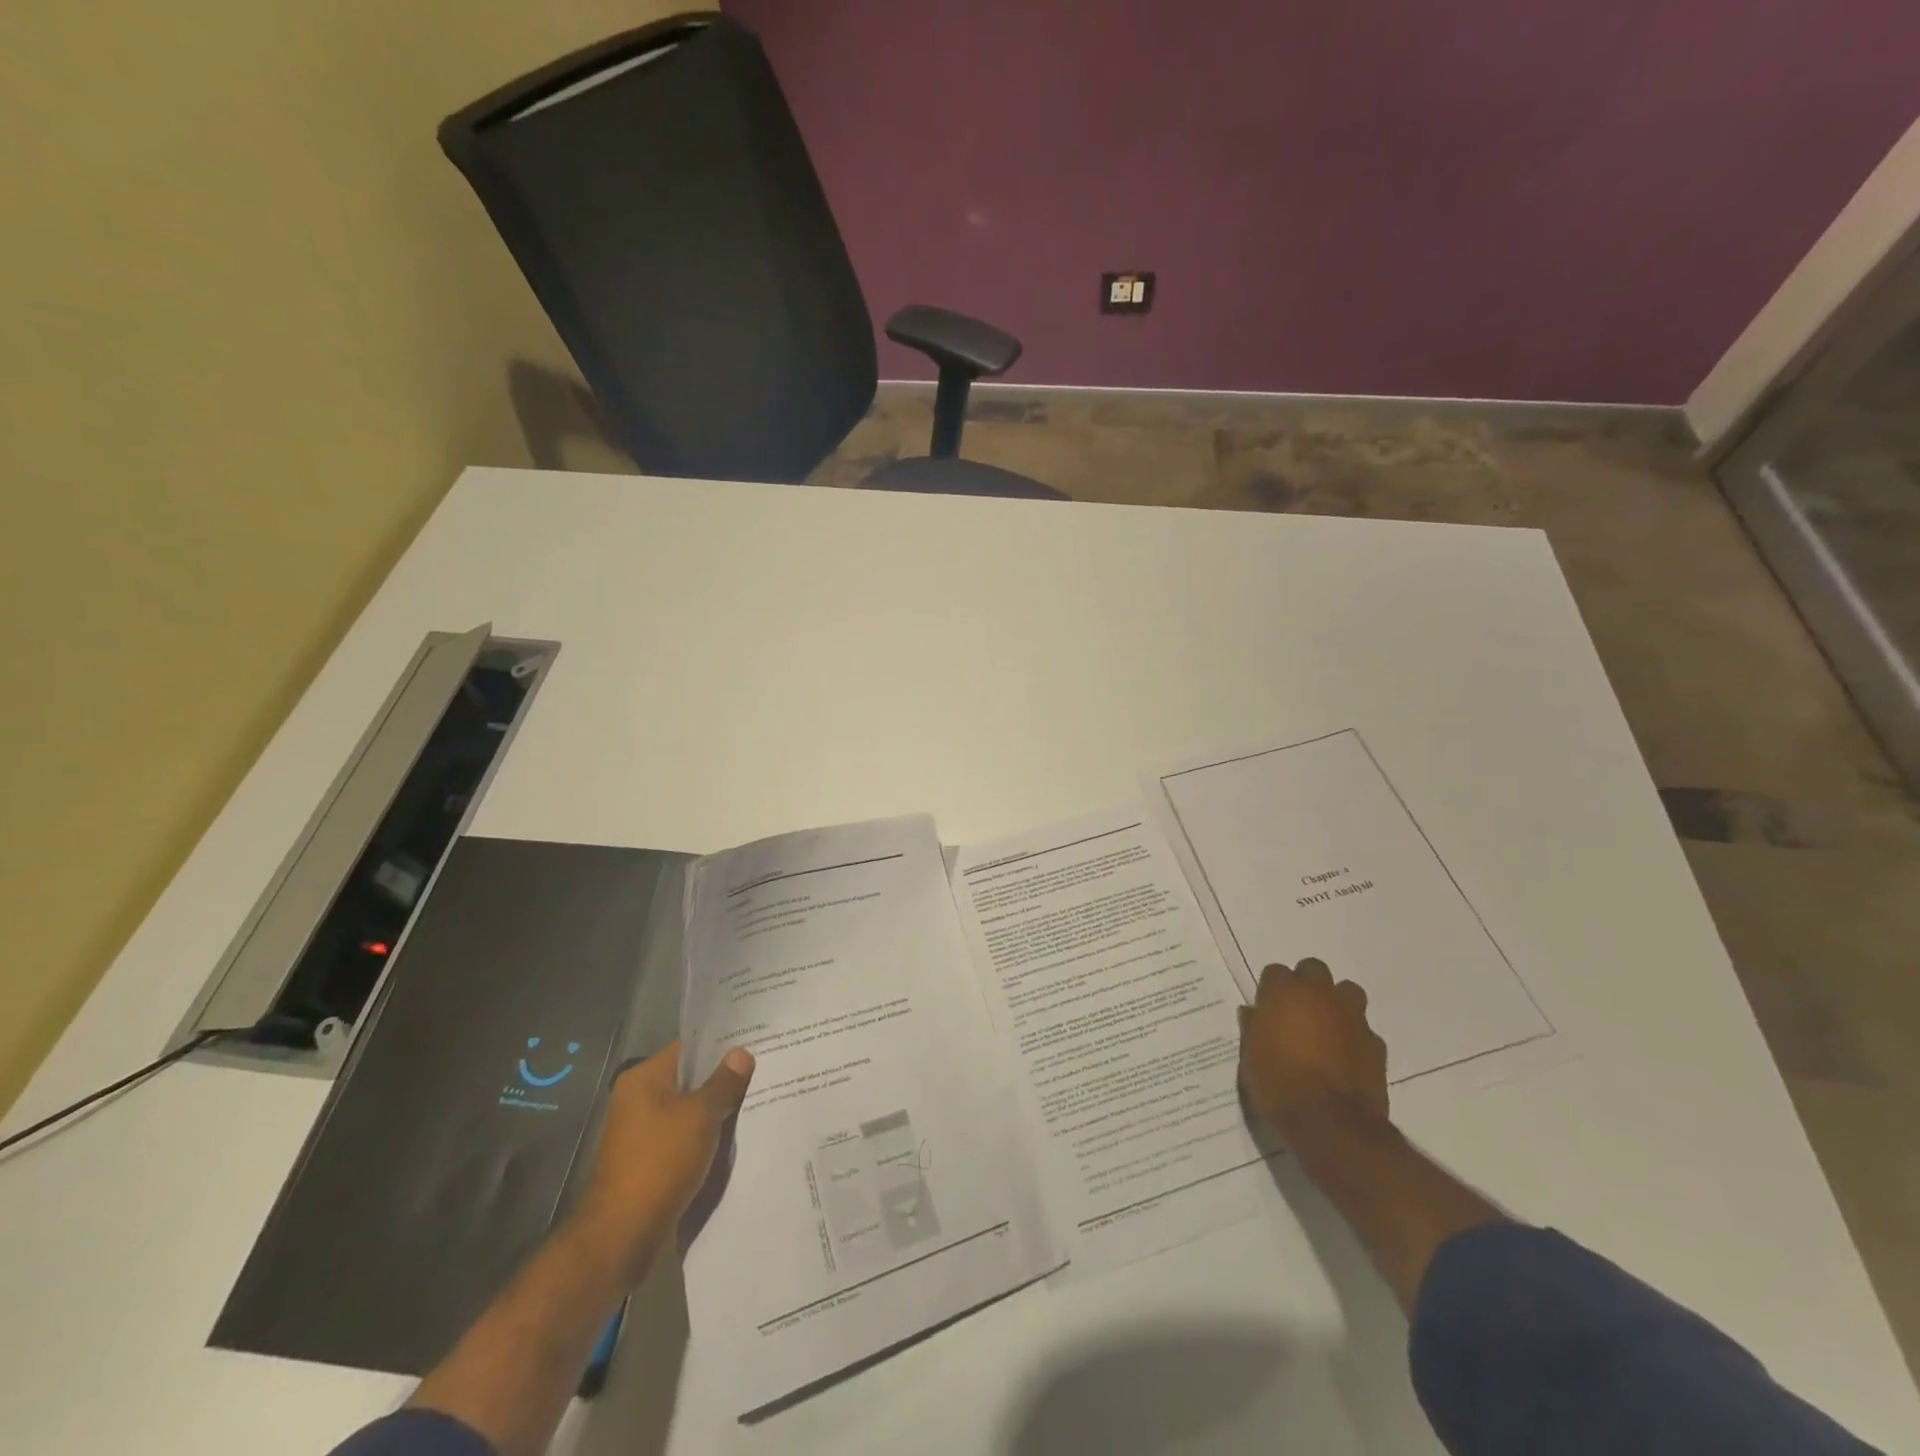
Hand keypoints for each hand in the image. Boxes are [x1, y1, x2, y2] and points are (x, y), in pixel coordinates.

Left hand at [568, 1040, 754, 1287]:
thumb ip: (723, 1082)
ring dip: (717, 1111)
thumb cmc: (660, 1162)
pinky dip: (707, 1136)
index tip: (756, 1043)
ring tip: (758, 1101)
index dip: (722, 1045)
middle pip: (690, 1079)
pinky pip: (685, 1137)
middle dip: (724, 1079)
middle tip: (764, 1072)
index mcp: (643, 1079)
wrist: (623, 1235)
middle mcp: (639, 1099)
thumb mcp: (700, 1116)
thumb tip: (741, 1053)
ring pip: (690, 1110)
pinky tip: (736, 1137)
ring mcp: (643, 1132)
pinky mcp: (650, 1161)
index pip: (689, 1048)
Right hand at [1238, 958, 1387, 1134]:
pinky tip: (1345, 1058)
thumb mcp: (1250, 1057)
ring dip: (1336, 1003)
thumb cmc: (1279, 1085)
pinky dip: (1354, 1037)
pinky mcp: (1376, 1044)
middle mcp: (1320, 995)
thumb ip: (1253, 1028)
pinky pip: (1363, 1029)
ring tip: (1325, 1028)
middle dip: (1306, 985)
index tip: (1267, 1009)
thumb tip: (1253, 1014)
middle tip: (1297, 1012)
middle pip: (1314, 970)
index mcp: (1285, 993)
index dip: (1271, 990)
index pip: (1276, 972)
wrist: (1331, 1125)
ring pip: (1347, 992)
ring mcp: (1353, 1017)